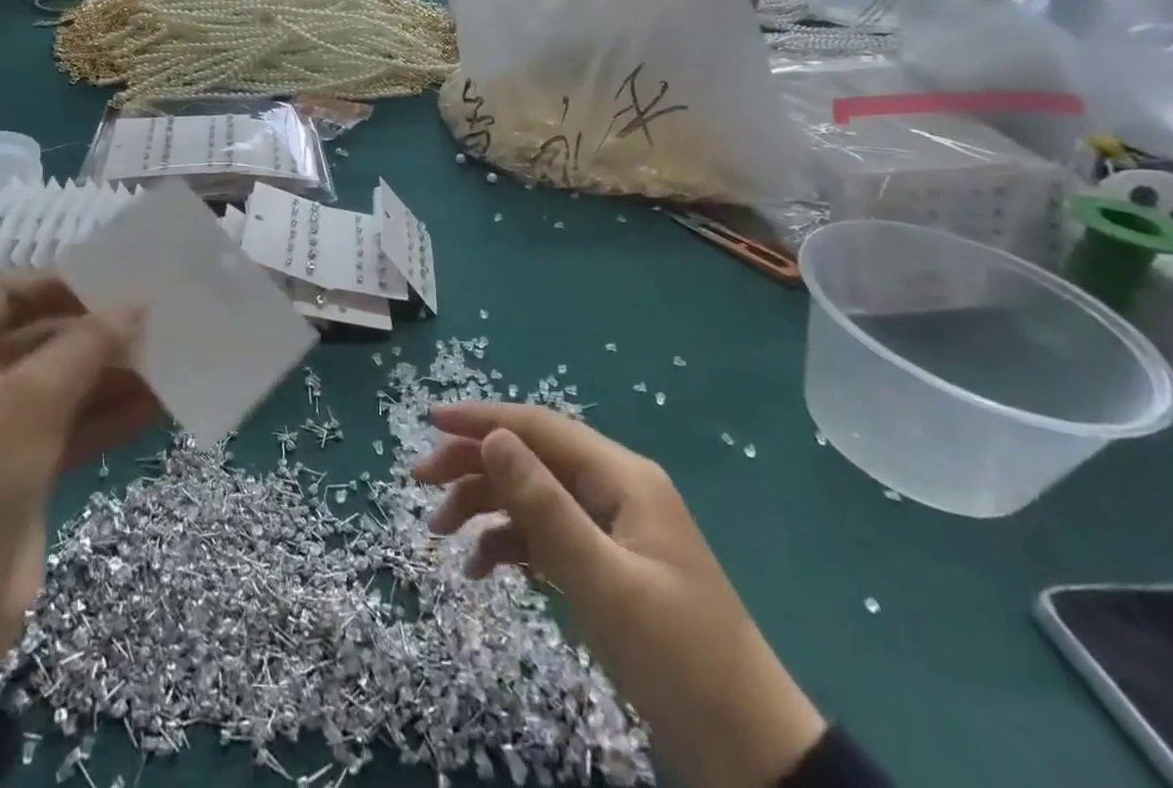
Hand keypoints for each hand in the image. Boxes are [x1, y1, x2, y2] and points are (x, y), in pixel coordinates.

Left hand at [0, 276, 157, 697]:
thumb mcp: (32, 399)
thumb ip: (87, 344)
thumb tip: (137, 303)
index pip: (6, 295)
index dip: (59, 284)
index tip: (114, 280)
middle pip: (39, 339)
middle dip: (94, 333)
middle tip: (153, 318)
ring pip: (60, 385)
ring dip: (109, 373)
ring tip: (167, 356)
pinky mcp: (20, 468)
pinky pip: (69, 425)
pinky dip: (107, 414)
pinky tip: (156, 403)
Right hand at [414, 402, 826, 787]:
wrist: (751, 757)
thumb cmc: (677, 658)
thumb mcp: (602, 581)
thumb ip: (543, 506)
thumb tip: (493, 436)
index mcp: (621, 478)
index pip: (538, 427)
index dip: (482, 419)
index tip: (429, 422)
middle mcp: (613, 491)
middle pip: (530, 459)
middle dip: (473, 464)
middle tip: (421, 483)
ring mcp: (611, 530)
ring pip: (533, 497)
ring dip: (484, 506)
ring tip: (439, 533)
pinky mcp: (607, 568)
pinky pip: (546, 539)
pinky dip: (509, 546)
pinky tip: (478, 569)